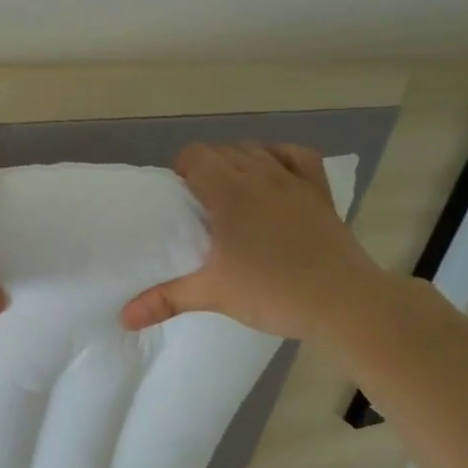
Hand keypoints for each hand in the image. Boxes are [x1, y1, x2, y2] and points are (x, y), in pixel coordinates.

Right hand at [121, 142, 387, 339]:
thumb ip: (164, 300)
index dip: (181, 170)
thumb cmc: (272, 292)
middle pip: (222, 150)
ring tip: (230, 193)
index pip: (196, 155)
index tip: (177, 198)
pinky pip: (296, 156)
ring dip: (237, 162)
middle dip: (204, 168)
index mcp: (229, 192)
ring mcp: (294, 181)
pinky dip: (279, 158)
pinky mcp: (320, 192)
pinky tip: (271, 175)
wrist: (344, 302)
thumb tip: (123, 317)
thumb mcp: (212, 294)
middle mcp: (261, 176)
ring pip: (256, 150)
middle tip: (197, 205)